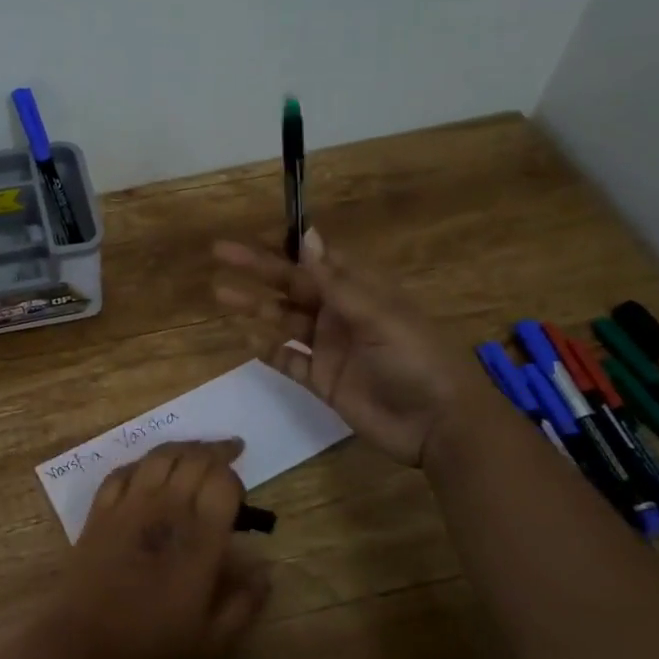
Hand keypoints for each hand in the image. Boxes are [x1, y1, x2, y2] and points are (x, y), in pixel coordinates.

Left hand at [37, 442, 270, 658]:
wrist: (81, 651)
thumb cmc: (151, 652)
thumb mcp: (212, 646)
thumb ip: (244, 604)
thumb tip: (265, 568)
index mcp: (199, 539)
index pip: (222, 483)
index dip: (235, 479)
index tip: (240, 497)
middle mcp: (165, 510)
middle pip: (193, 458)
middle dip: (215, 452)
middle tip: (229, 453)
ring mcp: (128, 505)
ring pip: (159, 456)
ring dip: (182, 448)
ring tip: (196, 451)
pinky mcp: (99, 511)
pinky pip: (123, 471)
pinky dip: (142, 463)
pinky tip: (149, 469)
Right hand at [213, 228, 477, 467]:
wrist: (438, 425)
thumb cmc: (415, 358)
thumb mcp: (377, 314)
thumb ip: (335, 281)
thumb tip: (306, 235)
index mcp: (359, 291)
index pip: (314, 261)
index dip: (283, 247)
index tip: (252, 234)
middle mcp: (339, 314)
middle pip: (291, 286)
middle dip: (257, 270)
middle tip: (219, 254)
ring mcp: (329, 348)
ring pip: (283, 320)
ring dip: (254, 306)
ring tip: (220, 294)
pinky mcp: (322, 380)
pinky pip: (288, 360)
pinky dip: (268, 349)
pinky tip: (246, 339)